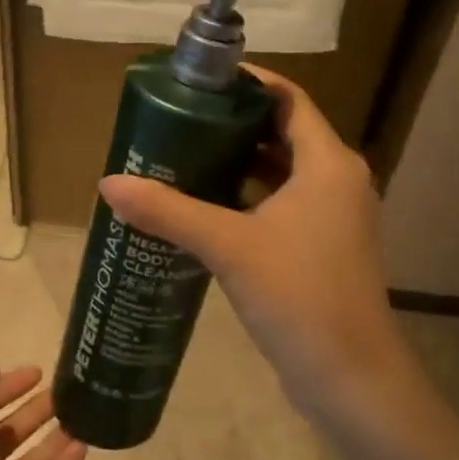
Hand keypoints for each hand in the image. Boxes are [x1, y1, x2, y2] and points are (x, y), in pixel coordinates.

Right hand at [98, 68, 404, 422]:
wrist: (350, 379)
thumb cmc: (299, 296)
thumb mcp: (228, 246)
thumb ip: (168, 212)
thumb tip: (108, 184)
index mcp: (328, 163)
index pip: (288, 99)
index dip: (247, 83)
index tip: (199, 80)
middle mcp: (336, 181)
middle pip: (281, 132)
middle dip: (231, 124)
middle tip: (177, 119)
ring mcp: (331, 218)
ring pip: (279, 172)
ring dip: (236, 163)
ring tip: (181, 156)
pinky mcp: (319, 248)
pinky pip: (278, 206)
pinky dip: (245, 198)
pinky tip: (202, 207)